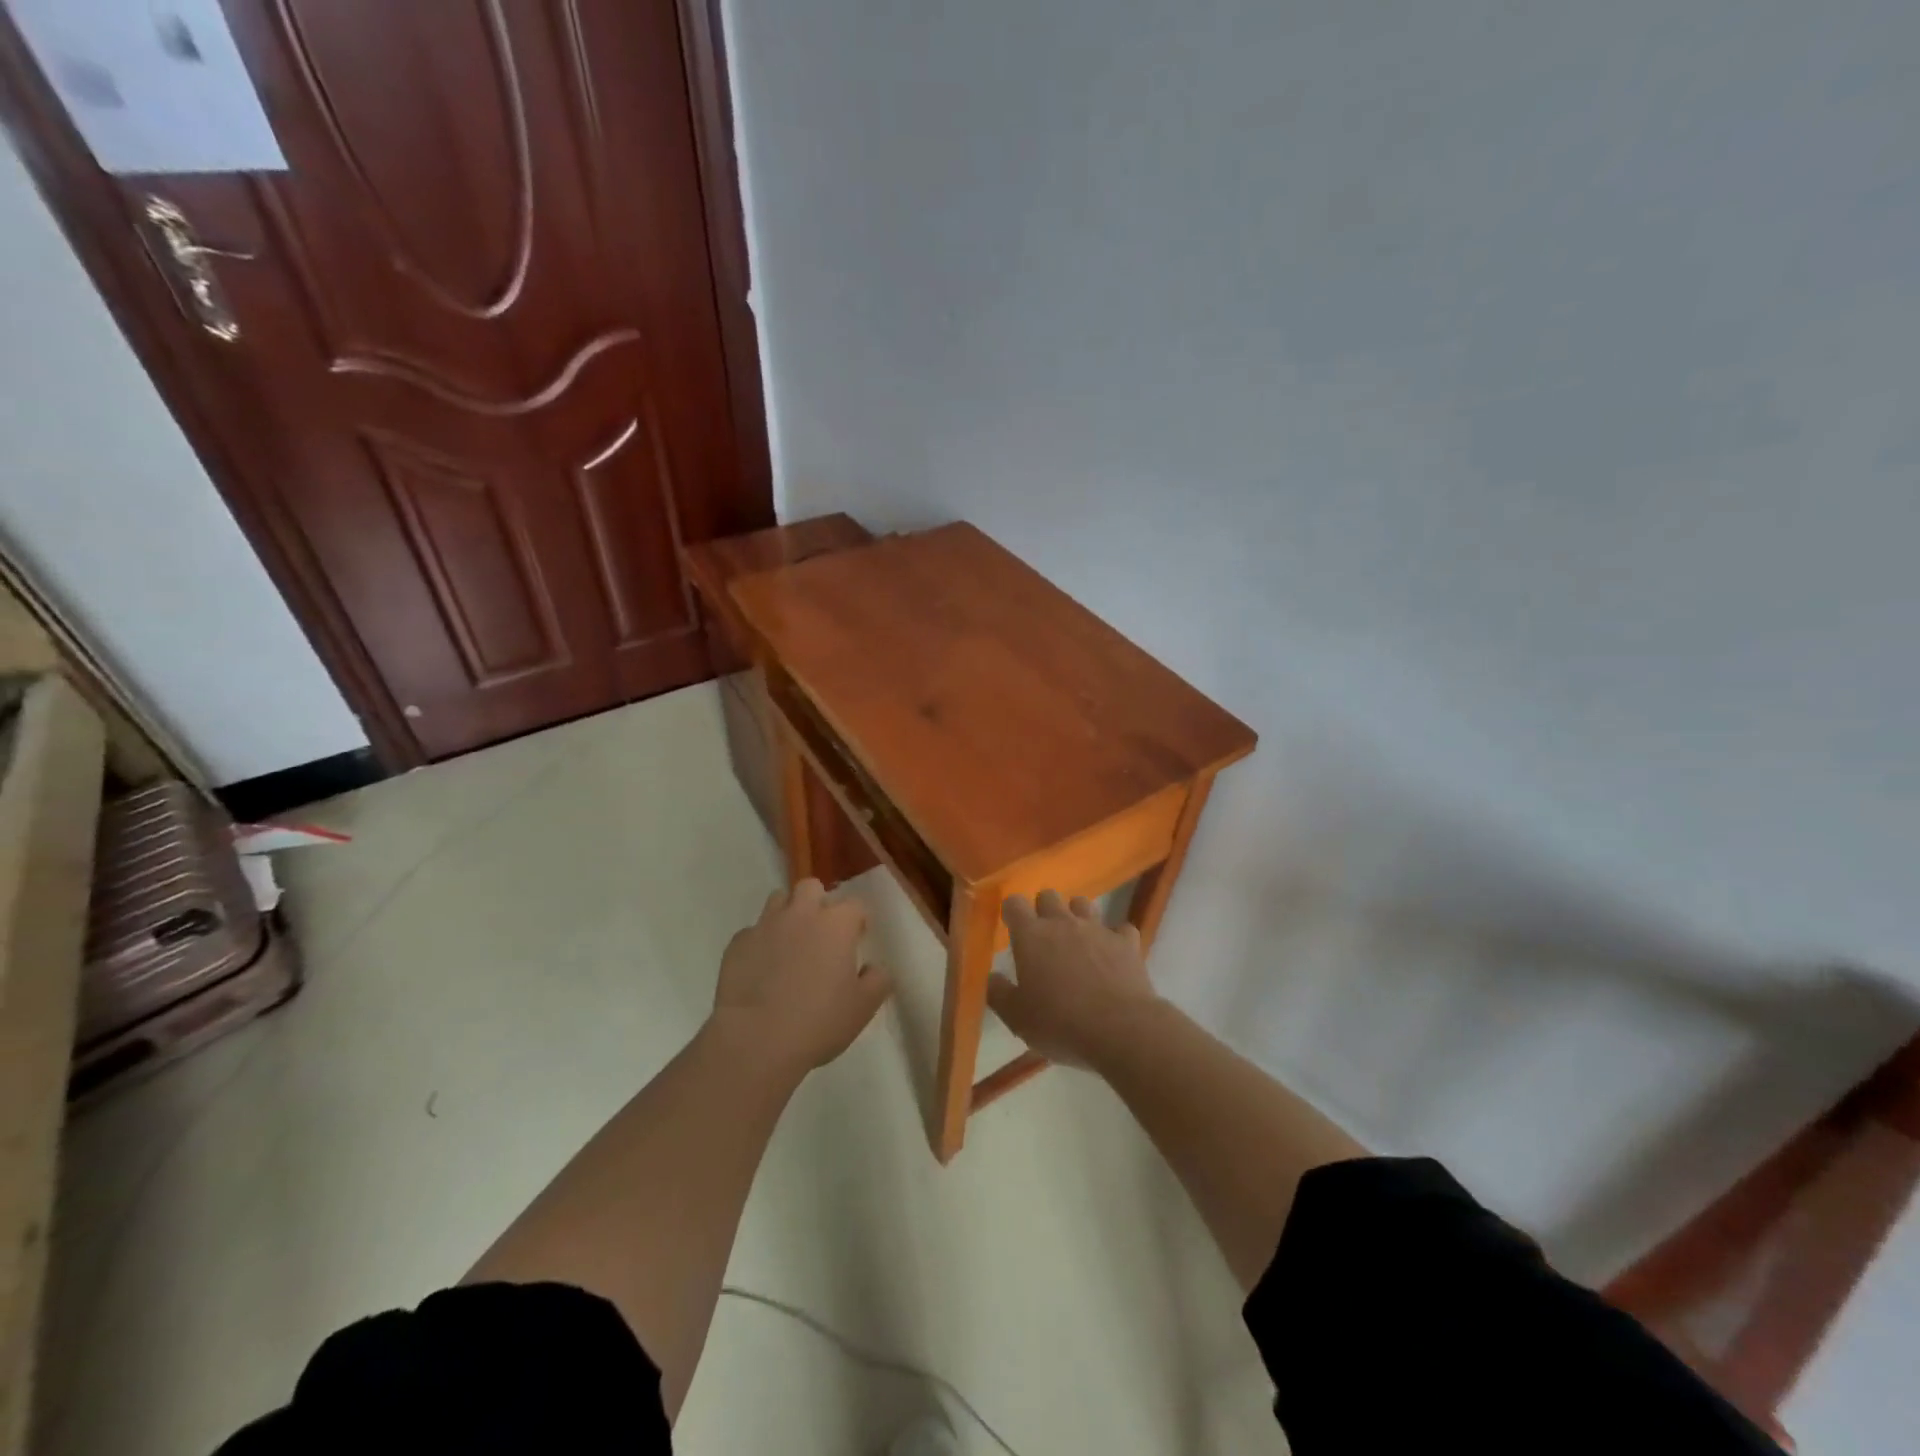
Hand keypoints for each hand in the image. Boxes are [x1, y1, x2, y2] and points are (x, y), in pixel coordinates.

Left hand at [712, 879, 892, 1073]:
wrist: (756, 1040)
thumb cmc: (819, 1021)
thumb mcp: (864, 1007)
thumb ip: (878, 980)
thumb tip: (874, 968)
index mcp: (836, 924)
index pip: (855, 905)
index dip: (858, 921)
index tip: (857, 940)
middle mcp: (801, 914)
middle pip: (811, 887)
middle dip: (818, 902)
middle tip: (821, 934)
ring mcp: (765, 926)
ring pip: (778, 900)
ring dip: (787, 915)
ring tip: (790, 945)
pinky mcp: (737, 944)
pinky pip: (752, 932)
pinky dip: (760, 943)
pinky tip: (761, 969)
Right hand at [989, 890, 1160, 1067]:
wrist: (1120, 1030)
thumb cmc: (1059, 1023)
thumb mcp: (1017, 1018)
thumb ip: (999, 993)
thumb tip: (991, 977)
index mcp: (1031, 936)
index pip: (1014, 903)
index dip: (1011, 911)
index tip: (1011, 925)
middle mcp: (1063, 922)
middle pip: (1049, 896)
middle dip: (1044, 908)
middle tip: (1043, 935)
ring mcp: (1098, 929)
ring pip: (1084, 904)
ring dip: (1077, 915)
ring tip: (1077, 939)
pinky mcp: (1127, 942)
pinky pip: (1121, 929)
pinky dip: (1115, 938)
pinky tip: (1113, 954)